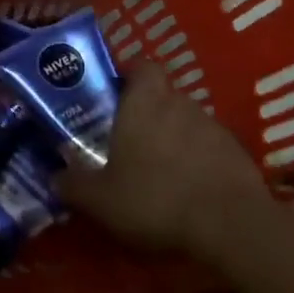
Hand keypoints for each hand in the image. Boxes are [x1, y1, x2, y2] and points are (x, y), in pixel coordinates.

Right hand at [58, 62, 273, 255]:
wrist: (231, 227)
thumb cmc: (155, 199)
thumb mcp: (100, 200)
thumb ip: (74, 185)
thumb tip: (55, 177)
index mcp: (144, 101)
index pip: (141, 65)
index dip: (128, 75)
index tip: (113, 94)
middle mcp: (180, 103)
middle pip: (162, 94)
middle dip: (146, 112)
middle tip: (127, 139)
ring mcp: (214, 126)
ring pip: (186, 121)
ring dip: (173, 138)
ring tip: (158, 170)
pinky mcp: (238, 153)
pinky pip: (210, 148)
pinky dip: (198, 161)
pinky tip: (188, 190)